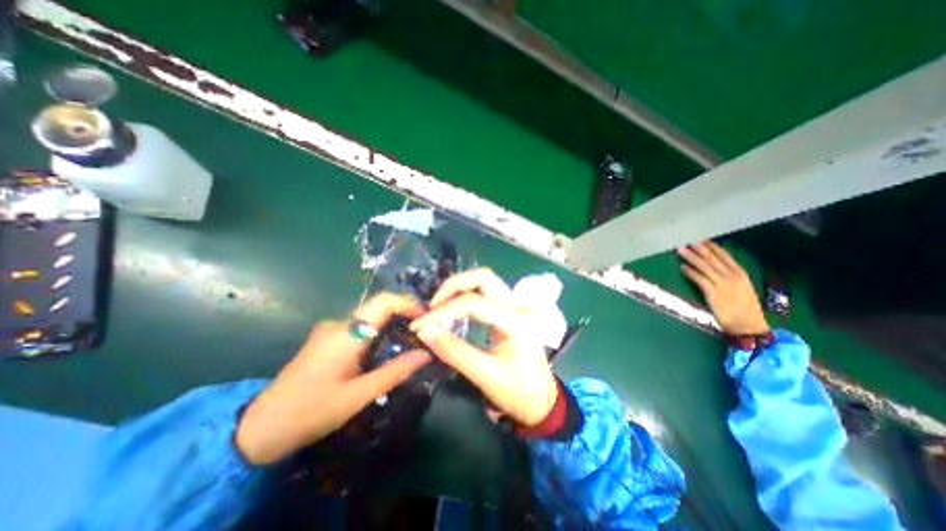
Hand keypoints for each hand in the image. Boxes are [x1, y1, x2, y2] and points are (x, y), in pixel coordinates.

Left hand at [237, 294, 431, 463]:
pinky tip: (385, 349)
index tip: (426, 317)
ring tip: (410, 340)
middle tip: (423, 330)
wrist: (260, 428)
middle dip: (404, 313)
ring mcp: (330, 329)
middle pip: (378, 306)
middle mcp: (339, 323)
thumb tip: (426, 354)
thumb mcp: (359, 395)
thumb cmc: (312, 411)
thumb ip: (395, 371)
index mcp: (346, 333)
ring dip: (392, 323)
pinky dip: (378, 331)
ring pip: (370, 316)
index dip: (409, 304)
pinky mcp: (327, 338)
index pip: (384, 301)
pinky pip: (360, 326)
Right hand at [408, 269, 555, 427]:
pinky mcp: (512, 309)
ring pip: (485, 281)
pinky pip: (487, 292)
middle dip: (453, 287)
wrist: (542, 401)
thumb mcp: (484, 375)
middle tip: (432, 307)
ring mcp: (517, 305)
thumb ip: (454, 351)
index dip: (443, 311)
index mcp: (517, 321)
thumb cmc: (518, 392)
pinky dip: (467, 295)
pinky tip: (454, 309)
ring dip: (459, 288)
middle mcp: (519, 305)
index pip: (474, 303)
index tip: (420, 325)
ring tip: (439, 308)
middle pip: (483, 277)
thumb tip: (424, 330)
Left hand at [680, 240, 766, 336]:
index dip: (711, 247)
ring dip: (691, 257)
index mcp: (740, 273)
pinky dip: (690, 272)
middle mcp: (732, 276)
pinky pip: (700, 279)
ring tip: (680, 250)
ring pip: (704, 266)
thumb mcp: (741, 287)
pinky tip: (682, 267)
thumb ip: (728, 276)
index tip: (701, 239)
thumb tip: (713, 266)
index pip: (724, 256)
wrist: (748, 325)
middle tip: (687, 240)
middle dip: (699, 248)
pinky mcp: (713, 293)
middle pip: (712, 259)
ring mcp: (723, 284)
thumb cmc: (744, 307)